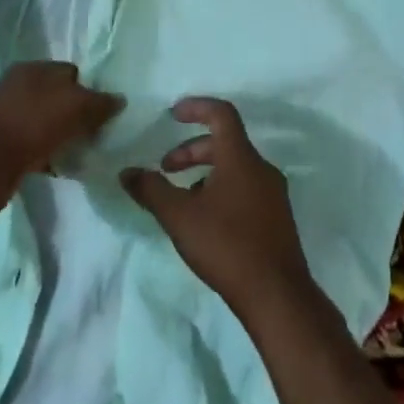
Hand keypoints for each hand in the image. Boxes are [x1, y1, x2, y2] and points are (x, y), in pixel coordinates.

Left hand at [0, 62, 122, 214]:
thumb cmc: (32, 125)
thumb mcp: (75, 107)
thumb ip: (100, 103)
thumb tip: (120, 100)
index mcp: (32, 69)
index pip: (70, 72)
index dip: (90, 90)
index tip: (105, 112)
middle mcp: (17, 87)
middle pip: (58, 98)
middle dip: (78, 115)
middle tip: (96, 134)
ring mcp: (7, 116)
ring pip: (47, 123)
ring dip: (64, 136)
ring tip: (83, 152)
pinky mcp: (3, 144)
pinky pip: (35, 145)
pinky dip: (49, 154)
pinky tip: (62, 167)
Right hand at [121, 98, 314, 324]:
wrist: (277, 295)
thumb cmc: (226, 245)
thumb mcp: (179, 216)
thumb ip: (151, 189)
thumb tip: (127, 172)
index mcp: (241, 158)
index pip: (221, 114)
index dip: (196, 107)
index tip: (173, 114)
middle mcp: (262, 169)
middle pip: (225, 143)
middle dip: (191, 151)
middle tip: (166, 169)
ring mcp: (274, 194)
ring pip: (235, 168)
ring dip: (204, 173)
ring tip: (181, 198)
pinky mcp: (277, 217)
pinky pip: (245, 188)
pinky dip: (221, 189)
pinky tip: (206, 220)